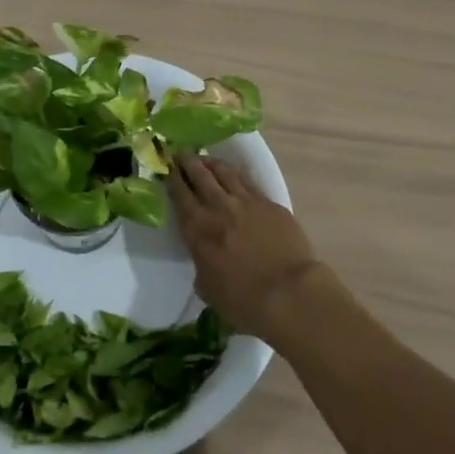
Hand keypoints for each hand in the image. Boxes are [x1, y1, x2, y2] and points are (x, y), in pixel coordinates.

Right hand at [167, 153, 324, 343]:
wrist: (289, 292)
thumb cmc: (243, 300)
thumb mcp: (208, 288)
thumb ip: (202, 265)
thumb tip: (205, 257)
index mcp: (198, 228)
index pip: (179, 195)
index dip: (171, 178)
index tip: (166, 166)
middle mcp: (219, 207)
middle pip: (200, 175)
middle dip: (188, 162)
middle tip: (181, 153)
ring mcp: (246, 201)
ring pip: (225, 172)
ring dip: (212, 163)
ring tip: (205, 158)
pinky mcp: (270, 203)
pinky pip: (248, 182)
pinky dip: (237, 175)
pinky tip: (235, 174)